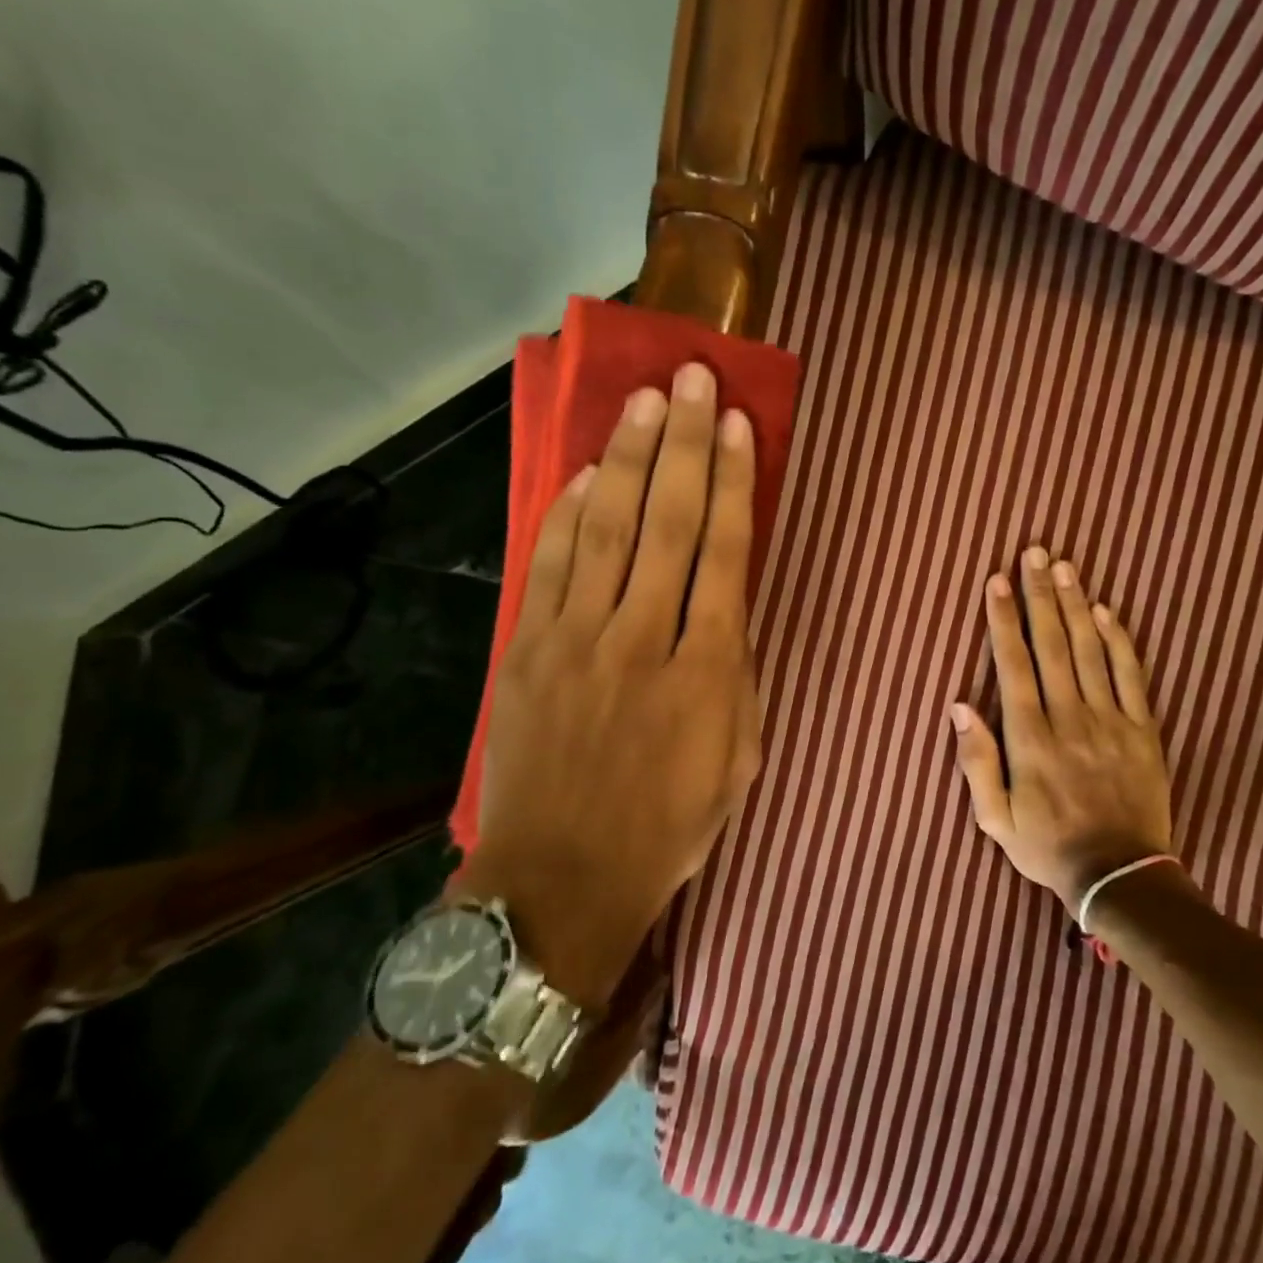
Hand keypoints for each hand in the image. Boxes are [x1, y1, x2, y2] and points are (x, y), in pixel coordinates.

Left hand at [457, 362, 761, 1008]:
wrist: (559, 882)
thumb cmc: (667, 828)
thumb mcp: (736, 758)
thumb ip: (737, 673)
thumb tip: (727, 604)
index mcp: (705, 672)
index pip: (723, 554)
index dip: (733, 484)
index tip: (739, 427)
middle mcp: (641, 641)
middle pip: (666, 523)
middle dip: (684, 445)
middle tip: (693, 380)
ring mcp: (574, 641)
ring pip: (606, 529)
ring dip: (627, 459)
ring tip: (645, 402)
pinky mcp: (524, 652)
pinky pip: (549, 565)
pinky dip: (566, 513)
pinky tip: (584, 472)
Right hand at [951, 548, 1172, 913]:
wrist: (1120, 877)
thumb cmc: (1047, 846)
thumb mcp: (994, 818)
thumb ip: (976, 761)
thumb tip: (959, 706)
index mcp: (1030, 738)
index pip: (1014, 665)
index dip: (1003, 620)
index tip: (997, 581)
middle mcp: (1069, 719)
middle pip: (1053, 645)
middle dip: (1040, 596)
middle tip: (1035, 553)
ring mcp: (1111, 722)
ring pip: (1091, 651)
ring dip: (1076, 605)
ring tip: (1065, 567)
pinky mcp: (1143, 731)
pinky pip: (1131, 677)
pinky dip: (1119, 641)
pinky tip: (1107, 611)